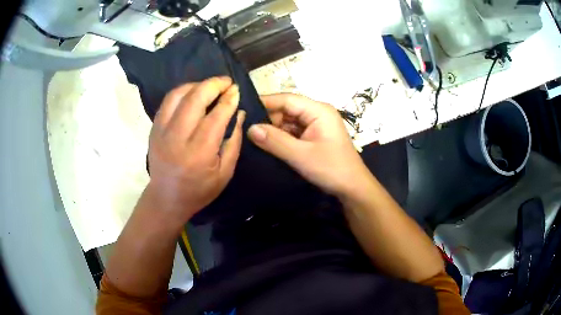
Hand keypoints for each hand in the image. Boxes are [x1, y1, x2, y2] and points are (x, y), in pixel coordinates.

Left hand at [145, 77, 244, 224]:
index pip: (215, 116)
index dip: (228, 99)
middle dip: (214, 85)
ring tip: (210, 86)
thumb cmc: (199, 190)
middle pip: (195, 99)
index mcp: (199, 153)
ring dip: (197, 84)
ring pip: (178, 94)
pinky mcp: (154, 128)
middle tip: (227, 82)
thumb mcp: (225, 172)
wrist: (166, 198)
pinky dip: (182, 91)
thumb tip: (239, 112)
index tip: (237, 90)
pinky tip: (193, 92)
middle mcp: (177, 138)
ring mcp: (162, 131)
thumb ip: (234, 141)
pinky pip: (168, 101)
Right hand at [247, 93, 370, 196]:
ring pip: (288, 121)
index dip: (264, 103)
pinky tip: (267, 145)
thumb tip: (249, 128)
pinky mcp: (314, 136)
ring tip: (252, 138)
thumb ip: (275, 141)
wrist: (353, 188)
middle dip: (268, 119)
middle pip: (286, 109)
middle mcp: (317, 113)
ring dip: (273, 130)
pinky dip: (281, 138)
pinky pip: (293, 132)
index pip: (286, 99)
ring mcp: (316, 125)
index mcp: (318, 110)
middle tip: (245, 130)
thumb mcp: (301, 156)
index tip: (243, 111)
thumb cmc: (331, 169)